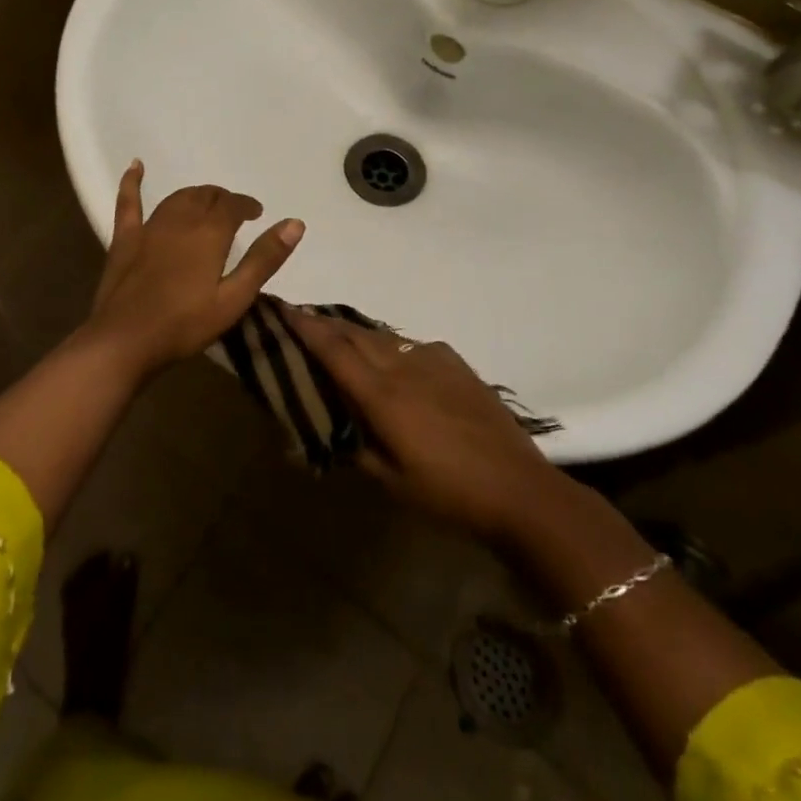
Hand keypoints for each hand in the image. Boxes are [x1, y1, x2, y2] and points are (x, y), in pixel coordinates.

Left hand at [83, 161, 303, 377]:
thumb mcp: (234, 298)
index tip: (256, 213)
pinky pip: (129, 202)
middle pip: (206, 197)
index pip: (233, 206)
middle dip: (222, 199)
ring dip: (195, 195)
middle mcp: (181, 220)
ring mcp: (150, 227)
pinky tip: (136, 166)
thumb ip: (264, 259)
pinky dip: (132, 182)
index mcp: (210, 233)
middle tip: (233, 212)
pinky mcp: (125, 239)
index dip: (247, 205)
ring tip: (205, 202)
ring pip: (177, 198)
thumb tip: (295, 223)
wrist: (125, 340)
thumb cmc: (186, 324)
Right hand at [293, 311, 556, 541]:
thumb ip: (358, 449)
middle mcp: (402, 366)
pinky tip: (393, 361)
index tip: (282, 307)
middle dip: (324, 323)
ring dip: (355, 333)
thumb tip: (335, 430)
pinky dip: (390, 346)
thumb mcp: (392, 482)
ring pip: (382, 336)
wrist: (518, 487)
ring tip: (340, 337)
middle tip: (301, 320)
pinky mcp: (455, 363)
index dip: (304, 326)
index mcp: (381, 395)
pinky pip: (411, 345)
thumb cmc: (449, 493)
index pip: (333, 349)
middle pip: (354, 333)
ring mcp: (432, 359)